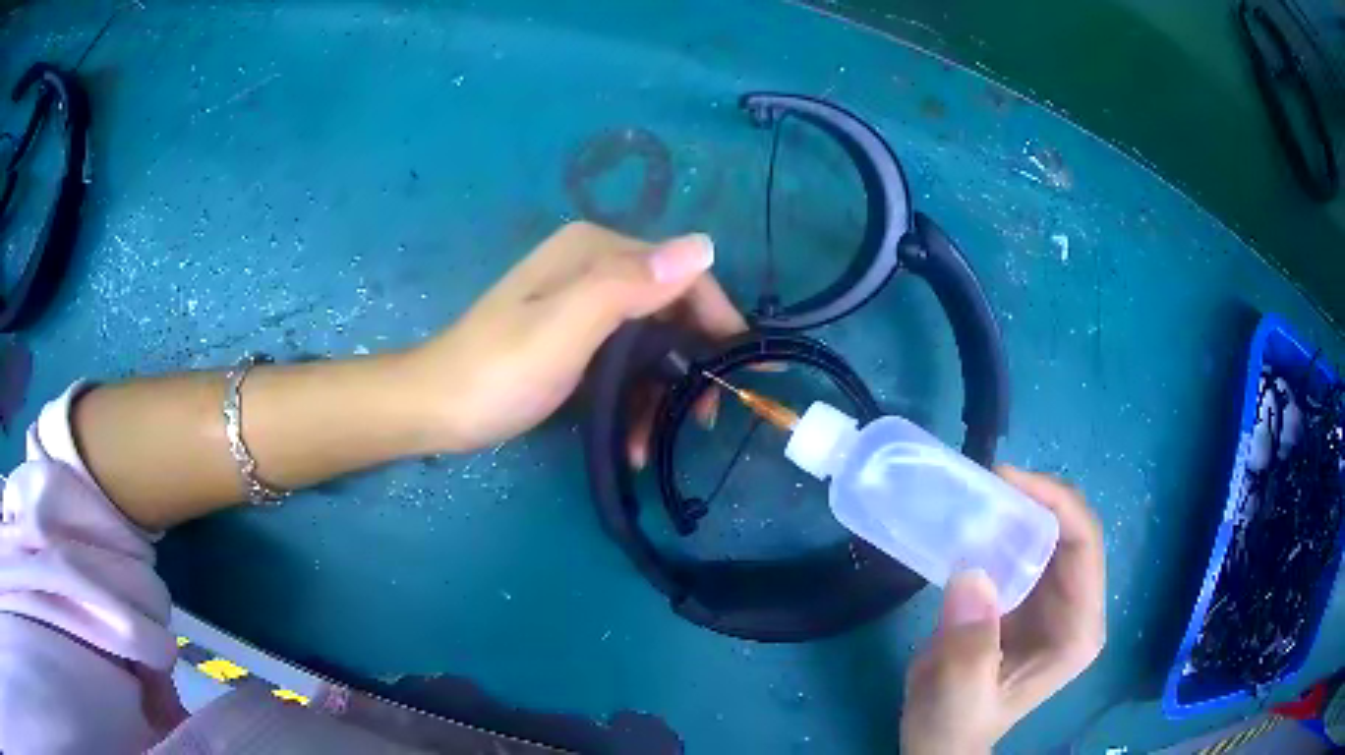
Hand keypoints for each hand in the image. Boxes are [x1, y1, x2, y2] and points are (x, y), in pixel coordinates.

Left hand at [408, 222, 744, 457]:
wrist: (437, 409)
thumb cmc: (499, 371)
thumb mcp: (566, 327)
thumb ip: (631, 284)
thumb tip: (705, 245)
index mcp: (595, 252)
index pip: (683, 274)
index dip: (718, 319)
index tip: (744, 371)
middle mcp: (594, 268)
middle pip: (669, 310)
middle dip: (689, 366)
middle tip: (701, 419)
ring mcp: (583, 305)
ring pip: (649, 343)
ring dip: (659, 394)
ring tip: (655, 443)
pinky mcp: (574, 339)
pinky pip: (623, 361)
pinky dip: (633, 398)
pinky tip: (630, 439)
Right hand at [900, 468, 1105, 754]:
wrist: (938, 741)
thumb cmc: (955, 726)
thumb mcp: (961, 696)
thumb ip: (971, 646)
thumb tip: (973, 574)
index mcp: (1078, 630)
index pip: (1084, 547)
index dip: (1056, 504)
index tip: (1008, 482)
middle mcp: (1074, 608)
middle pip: (1070, 531)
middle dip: (1034, 499)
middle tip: (985, 482)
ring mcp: (1050, 602)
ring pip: (1047, 533)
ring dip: (1016, 509)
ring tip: (975, 493)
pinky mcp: (1023, 599)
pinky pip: (1020, 548)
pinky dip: (999, 527)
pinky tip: (972, 520)